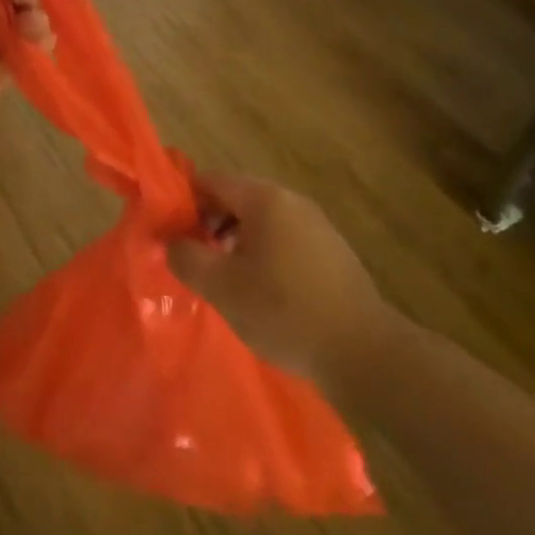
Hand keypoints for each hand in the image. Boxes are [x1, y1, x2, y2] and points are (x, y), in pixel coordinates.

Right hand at [166, 172, 397, 391]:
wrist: (365, 353)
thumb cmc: (285, 311)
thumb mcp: (222, 287)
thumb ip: (186, 257)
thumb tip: (169, 240)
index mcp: (264, 199)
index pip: (210, 180)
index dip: (183, 202)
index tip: (169, 232)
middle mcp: (292, 201)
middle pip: (236, 198)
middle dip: (209, 224)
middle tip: (194, 259)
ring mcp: (317, 226)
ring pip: (261, 221)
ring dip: (235, 242)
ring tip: (224, 280)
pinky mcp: (333, 253)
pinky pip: (285, 240)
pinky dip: (264, 255)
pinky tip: (262, 292)